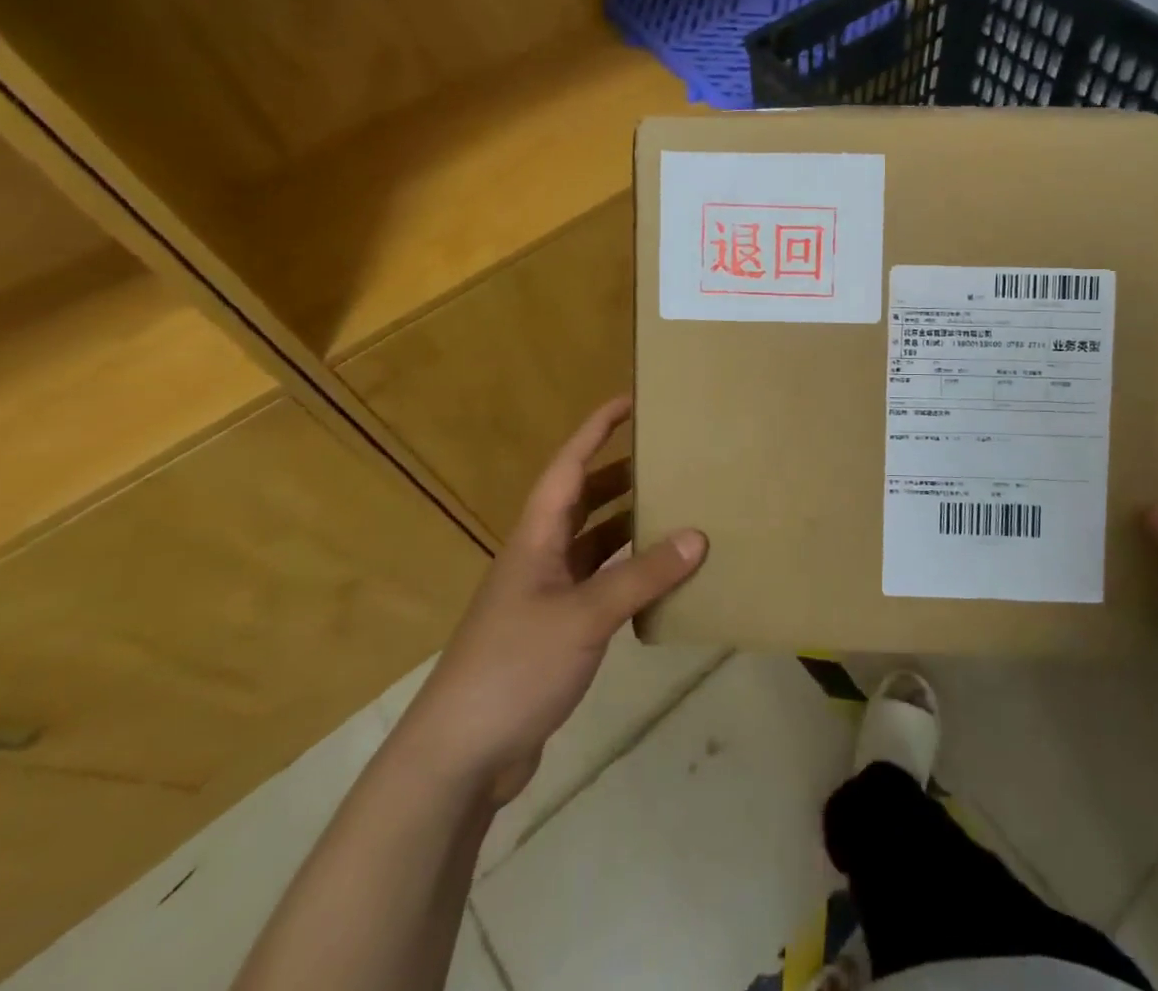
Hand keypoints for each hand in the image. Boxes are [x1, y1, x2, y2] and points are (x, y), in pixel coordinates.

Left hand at [394, 397, 706, 804]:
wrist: (460, 756)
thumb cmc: (514, 668)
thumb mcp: (584, 617)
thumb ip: (641, 576)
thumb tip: (698, 536)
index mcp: (537, 538)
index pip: (569, 467)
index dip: (596, 430)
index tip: (630, 400)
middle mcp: (540, 557)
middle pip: (584, 500)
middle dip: (622, 474)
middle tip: (670, 458)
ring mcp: (546, 596)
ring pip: (594, 543)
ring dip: (629, 525)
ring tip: (676, 510)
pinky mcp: (556, 632)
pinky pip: (600, 585)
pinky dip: (628, 573)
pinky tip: (660, 579)